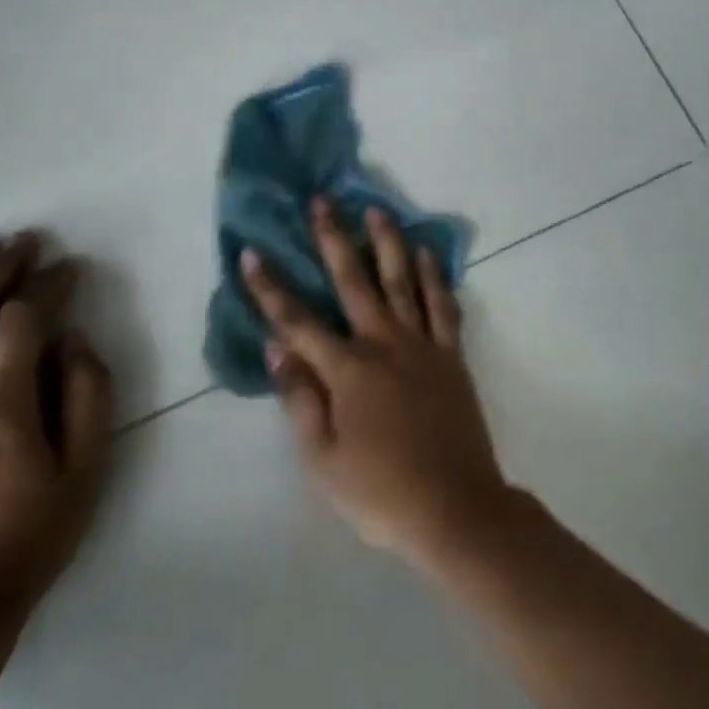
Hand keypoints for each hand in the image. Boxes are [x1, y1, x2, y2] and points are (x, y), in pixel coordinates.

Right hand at [241, 199, 511, 570]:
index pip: (298, 321)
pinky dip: (435, 276)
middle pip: (354, 281)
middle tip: (324, 200)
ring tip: (377, 209)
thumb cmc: (381, 492)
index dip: (271, 287)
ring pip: (402, 280)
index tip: (252, 252)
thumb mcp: (323, 461)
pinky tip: (427, 253)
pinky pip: (443, 305)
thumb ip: (299, 400)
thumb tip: (275, 347)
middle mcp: (384, 344)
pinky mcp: (451, 354)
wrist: (456, 507)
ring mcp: (422, 344)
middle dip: (334, 238)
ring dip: (388, 242)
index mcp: (348, 370)